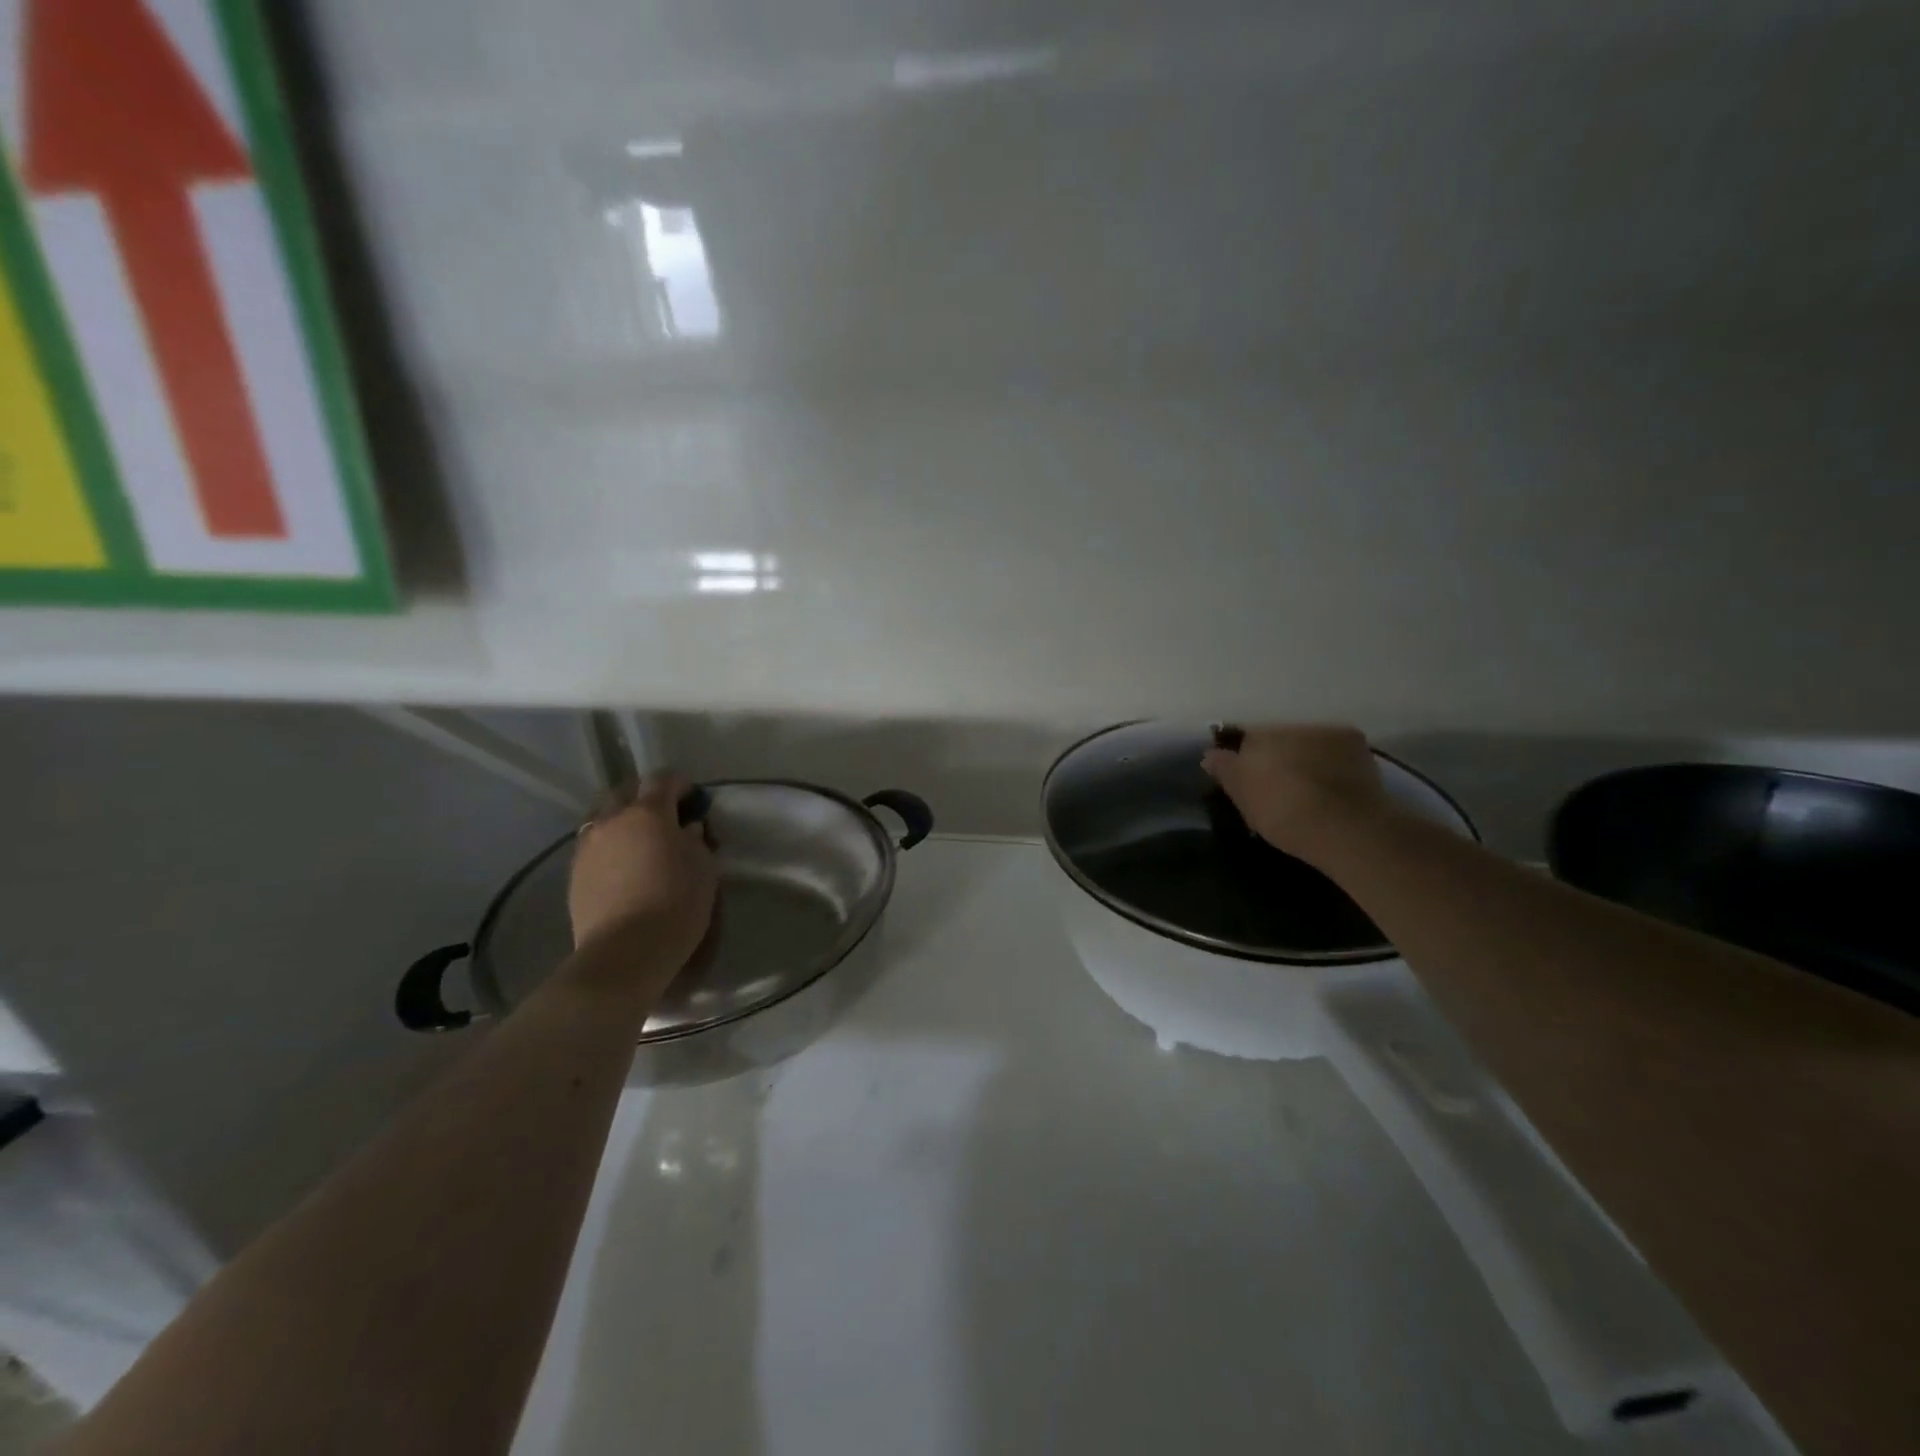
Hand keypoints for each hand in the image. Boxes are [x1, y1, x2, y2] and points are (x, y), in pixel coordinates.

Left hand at [568, 774, 716, 972]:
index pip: (663, 780)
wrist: (625, 952)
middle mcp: (612, 820)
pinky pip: (592, 845)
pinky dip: (608, 845)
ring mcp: (588, 846)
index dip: (680, 784)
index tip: (693, 797)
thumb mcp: (703, 869)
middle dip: (644, 797)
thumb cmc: (676, 905)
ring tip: (637, 841)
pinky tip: (621, 865)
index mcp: (648, 813)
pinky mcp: (574, 873)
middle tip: (663, 816)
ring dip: (621, 820)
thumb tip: (686, 829)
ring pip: (602, 818)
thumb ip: (695, 840)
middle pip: (624, 792)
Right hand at [1201, 725, 1395, 864]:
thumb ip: (1225, 771)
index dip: (1242, 760)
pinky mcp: (1356, 742)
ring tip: (1307, 786)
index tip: (1245, 781)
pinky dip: (1330, 760)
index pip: (1242, 740)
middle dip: (1274, 755)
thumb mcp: (1244, 800)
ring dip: (1303, 756)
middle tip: (1277, 785)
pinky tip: (1332, 783)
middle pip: (1276, 737)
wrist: (1346, 826)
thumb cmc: (1284, 813)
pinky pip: (1334, 748)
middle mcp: (1290, 725)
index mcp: (1258, 736)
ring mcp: (1325, 730)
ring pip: (1305, 741)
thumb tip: (1210, 754)